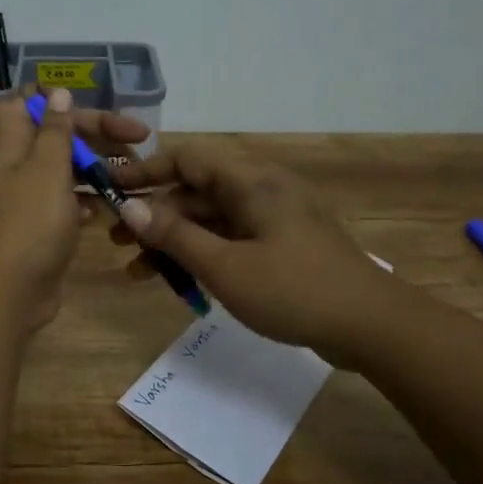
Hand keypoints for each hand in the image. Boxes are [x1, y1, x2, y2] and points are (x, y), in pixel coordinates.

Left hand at [0, 89, 150, 331]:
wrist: (7, 294)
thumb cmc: (29, 225)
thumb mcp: (46, 170)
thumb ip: (55, 132)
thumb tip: (56, 91)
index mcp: (11, 148)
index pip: (20, 105)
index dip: (48, 98)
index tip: (87, 101)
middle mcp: (16, 170)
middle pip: (55, 138)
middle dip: (95, 134)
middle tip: (139, 139)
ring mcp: (28, 203)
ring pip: (65, 173)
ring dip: (97, 169)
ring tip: (135, 176)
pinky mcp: (41, 232)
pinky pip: (67, 206)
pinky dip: (88, 202)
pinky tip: (110, 209)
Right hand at [108, 142, 387, 365]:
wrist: (371, 325)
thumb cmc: (294, 290)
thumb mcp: (225, 266)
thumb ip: (175, 235)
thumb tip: (130, 208)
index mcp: (251, 182)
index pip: (187, 158)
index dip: (145, 171)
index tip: (111, 191)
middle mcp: (262, 190)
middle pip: (196, 190)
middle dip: (154, 214)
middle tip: (115, 241)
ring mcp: (274, 219)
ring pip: (211, 219)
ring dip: (174, 240)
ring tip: (136, 270)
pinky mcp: (282, 245)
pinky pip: (230, 239)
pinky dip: (202, 254)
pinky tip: (177, 281)